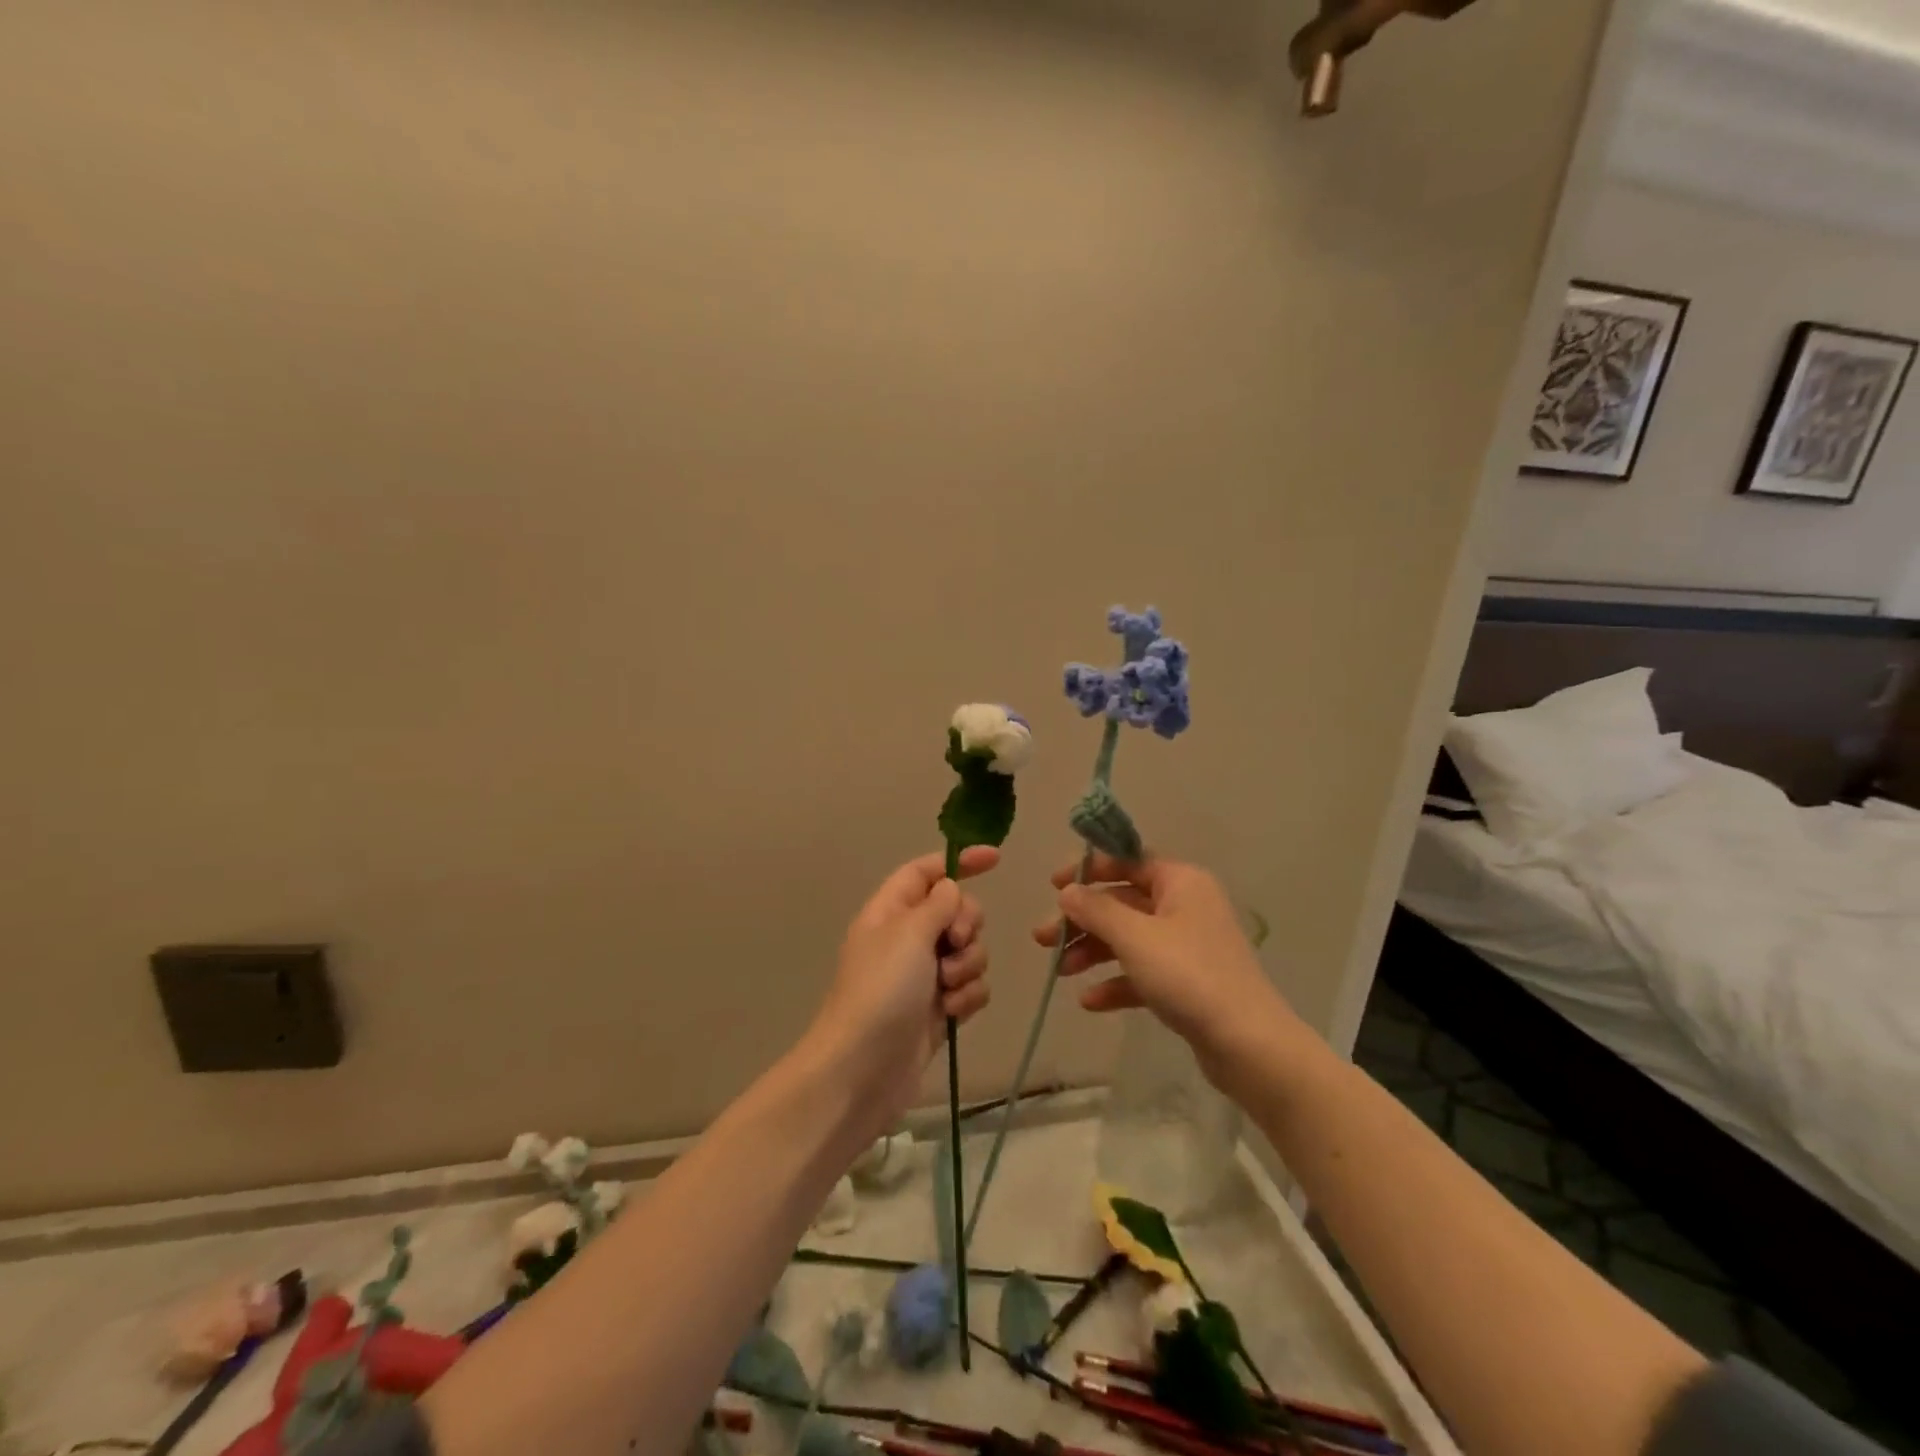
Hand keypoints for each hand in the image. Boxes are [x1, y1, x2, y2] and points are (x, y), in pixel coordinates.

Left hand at [808, 847, 998, 1130]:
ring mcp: (923, 976)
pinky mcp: (939, 1009)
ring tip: (946, 988)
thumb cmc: (881, 990)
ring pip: (969, 951)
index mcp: (890, 912)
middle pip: (956, 911)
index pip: (926, 871)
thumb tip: (950, 887)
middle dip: (967, 926)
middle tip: (953, 944)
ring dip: (967, 966)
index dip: (958, 862)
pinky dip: (967, 997)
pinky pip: (971, 987)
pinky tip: (952, 1013)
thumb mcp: (909, 934)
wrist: (863, 1070)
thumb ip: (938, 904)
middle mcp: (907, 939)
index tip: (995, 860)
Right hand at [1033, 854, 1297, 1081]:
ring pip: (1128, 939)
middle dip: (1082, 920)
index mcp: (1180, 882)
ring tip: (1061, 972)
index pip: (1127, 861)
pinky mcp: (1187, 983)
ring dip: (1093, 951)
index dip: (1088, 871)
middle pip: (1122, 903)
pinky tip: (1090, 1001)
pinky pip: (1142, 972)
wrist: (1249, 1045)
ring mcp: (1187, 946)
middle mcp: (1185, 906)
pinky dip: (1116, 982)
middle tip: (1043, 939)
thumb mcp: (1134, 937)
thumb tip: (1067, 891)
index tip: (1053, 886)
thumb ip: (1096, 910)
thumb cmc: (1189, 975)